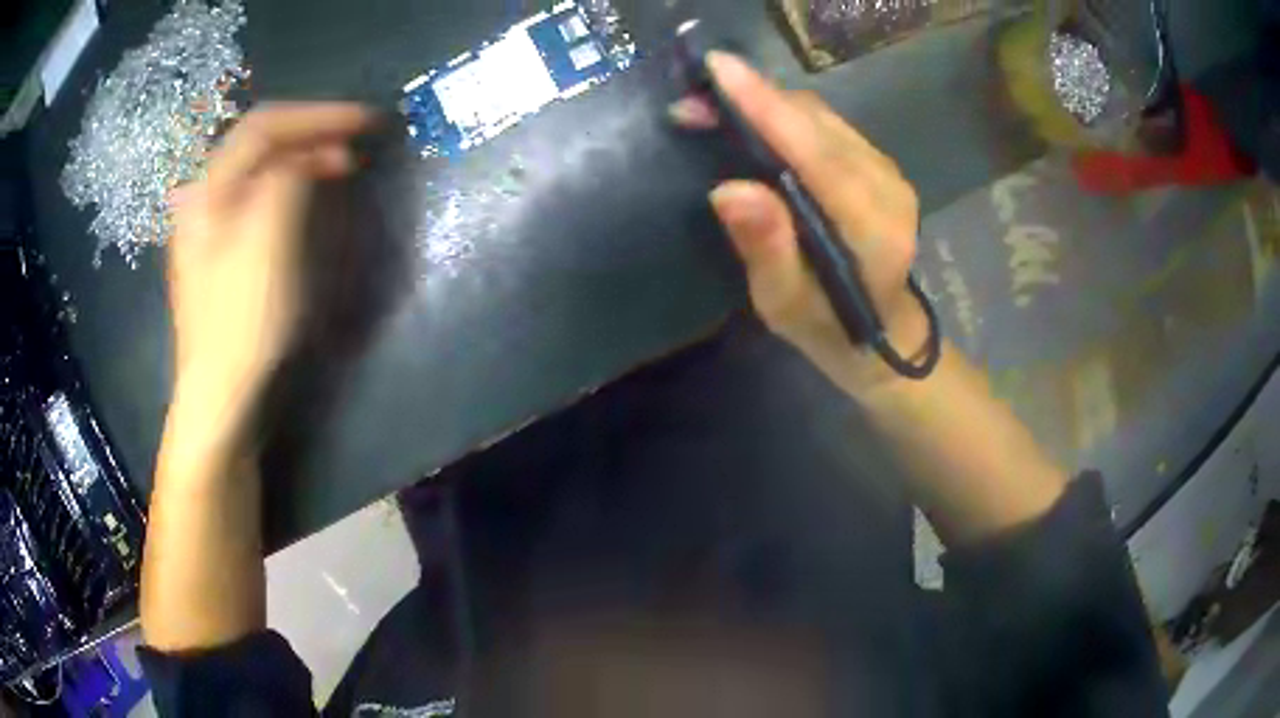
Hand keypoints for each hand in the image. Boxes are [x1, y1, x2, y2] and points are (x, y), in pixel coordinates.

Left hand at [166, 103, 373, 440]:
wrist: (221, 395)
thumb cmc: (241, 322)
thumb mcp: (266, 243)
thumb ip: (286, 181)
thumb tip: (307, 155)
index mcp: (208, 190)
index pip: (264, 126)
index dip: (316, 115)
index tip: (365, 120)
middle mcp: (205, 198)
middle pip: (260, 143)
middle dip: (311, 132)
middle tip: (358, 140)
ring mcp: (212, 226)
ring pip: (261, 170)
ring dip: (304, 158)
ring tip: (342, 164)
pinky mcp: (224, 251)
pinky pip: (260, 198)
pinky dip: (291, 187)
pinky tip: (310, 196)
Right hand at [671, 53, 927, 395]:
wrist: (884, 334)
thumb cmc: (830, 329)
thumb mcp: (787, 305)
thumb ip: (767, 248)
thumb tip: (728, 189)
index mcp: (872, 228)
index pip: (816, 153)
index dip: (767, 107)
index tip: (720, 70)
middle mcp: (887, 187)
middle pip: (816, 124)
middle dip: (754, 101)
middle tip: (694, 105)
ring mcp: (888, 172)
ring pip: (821, 118)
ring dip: (766, 105)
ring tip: (715, 110)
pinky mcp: (879, 166)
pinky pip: (827, 126)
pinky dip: (785, 116)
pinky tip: (754, 123)